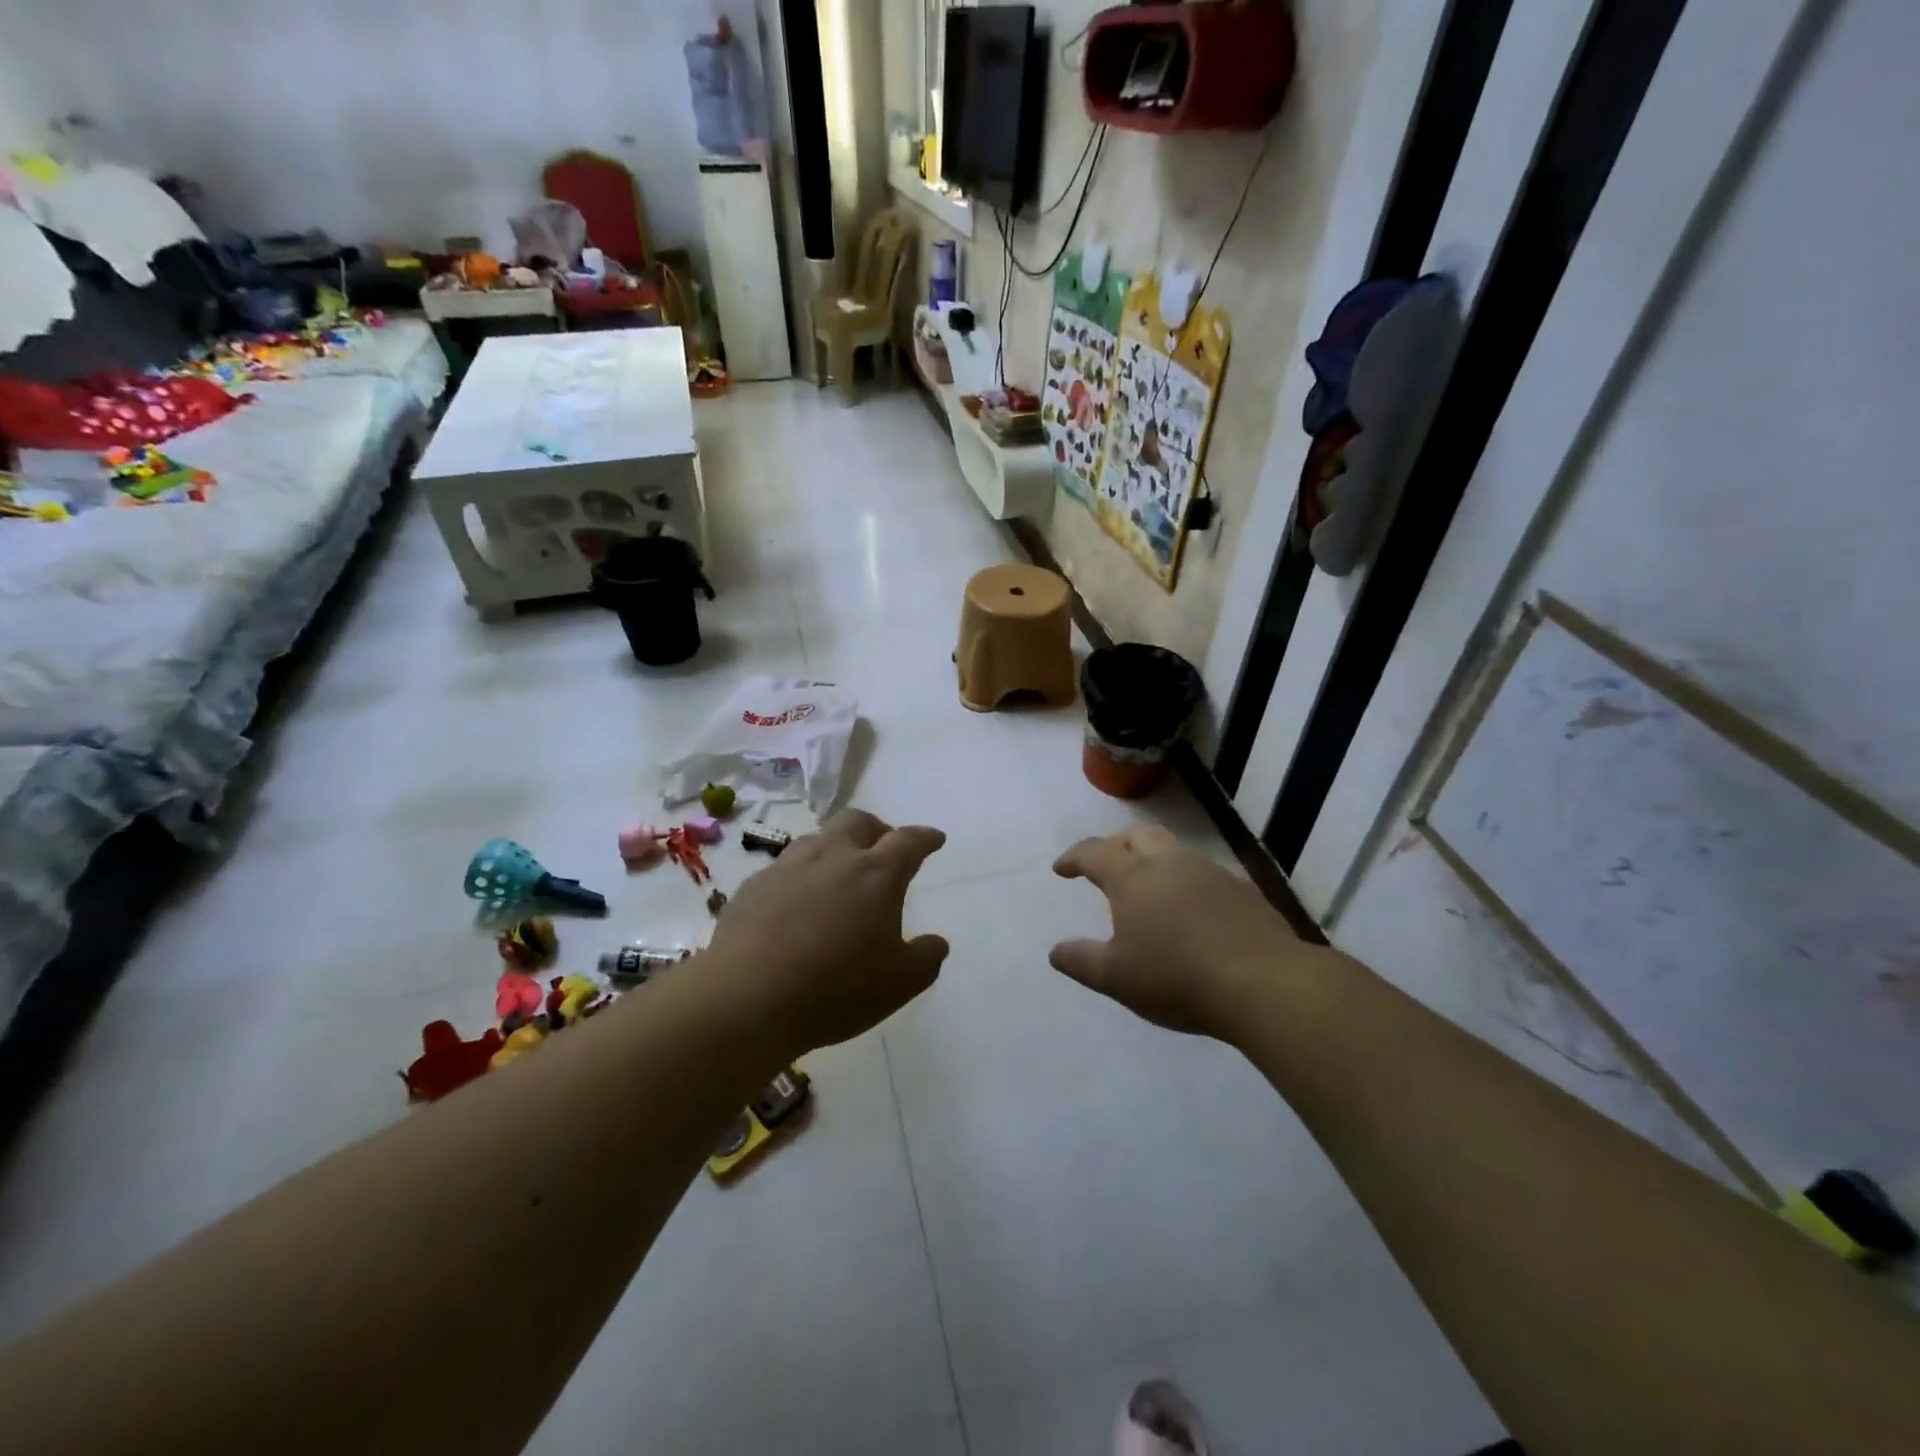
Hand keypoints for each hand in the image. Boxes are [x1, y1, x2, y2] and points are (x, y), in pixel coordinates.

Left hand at [707, 810, 948, 1054]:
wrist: (746, 998)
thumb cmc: (836, 989)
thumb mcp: (899, 984)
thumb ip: (926, 958)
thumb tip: (937, 942)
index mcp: (876, 874)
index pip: (909, 841)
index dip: (925, 837)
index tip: (934, 839)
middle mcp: (834, 857)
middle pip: (859, 821)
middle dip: (877, 829)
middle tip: (883, 849)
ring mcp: (788, 867)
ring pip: (818, 838)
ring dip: (836, 848)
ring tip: (838, 875)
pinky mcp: (753, 885)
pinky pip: (784, 867)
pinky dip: (800, 876)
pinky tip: (796, 903)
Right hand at [1050, 825, 1330, 1040]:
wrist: (1263, 982)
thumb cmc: (1176, 976)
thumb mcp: (1116, 977)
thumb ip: (1081, 961)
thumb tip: (1056, 951)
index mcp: (1133, 877)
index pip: (1094, 852)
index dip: (1074, 857)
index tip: (1061, 868)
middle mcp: (1170, 863)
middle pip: (1137, 835)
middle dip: (1116, 845)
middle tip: (1106, 866)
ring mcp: (1210, 872)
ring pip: (1174, 851)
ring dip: (1155, 861)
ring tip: (1149, 890)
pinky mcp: (1242, 890)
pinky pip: (1204, 875)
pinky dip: (1187, 883)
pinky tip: (1192, 912)